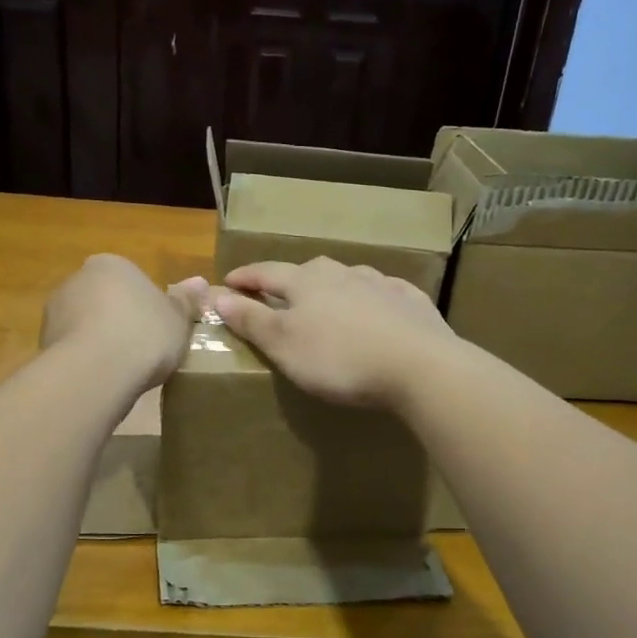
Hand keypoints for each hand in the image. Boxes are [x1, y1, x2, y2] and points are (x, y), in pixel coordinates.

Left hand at [41, 255, 206, 391]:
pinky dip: (85, 361)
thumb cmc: (145, 334)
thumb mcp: (178, 319)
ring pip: (84, 325)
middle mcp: (77, 279)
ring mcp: (55, 311)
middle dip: (118, 321)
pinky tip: (101, 380)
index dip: (145, 306)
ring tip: (121, 370)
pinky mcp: (42, 343)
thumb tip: (201, 282)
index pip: (130, 280)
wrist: (96, 370)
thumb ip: (186, 301)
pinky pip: (72, 350)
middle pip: (103, 300)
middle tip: (142, 350)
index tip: (157, 330)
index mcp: (111, 264)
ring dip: (98, 341)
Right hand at [211, 258, 457, 408]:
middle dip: (289, 281)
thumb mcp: (284, 344)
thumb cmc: (340, 358)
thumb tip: (217, 295)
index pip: (266, 273)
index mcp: (306, 282)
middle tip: (278, 295)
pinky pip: (383, 293)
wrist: (419, 366)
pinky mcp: (411, 301)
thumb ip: (252, 320)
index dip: (245, 278)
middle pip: (308, 271)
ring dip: (332, 288)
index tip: (228, 282)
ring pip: (348, 278)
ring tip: (327, 304)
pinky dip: (370, 299)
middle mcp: (342, 274)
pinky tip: (376, 310)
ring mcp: (380, 284)